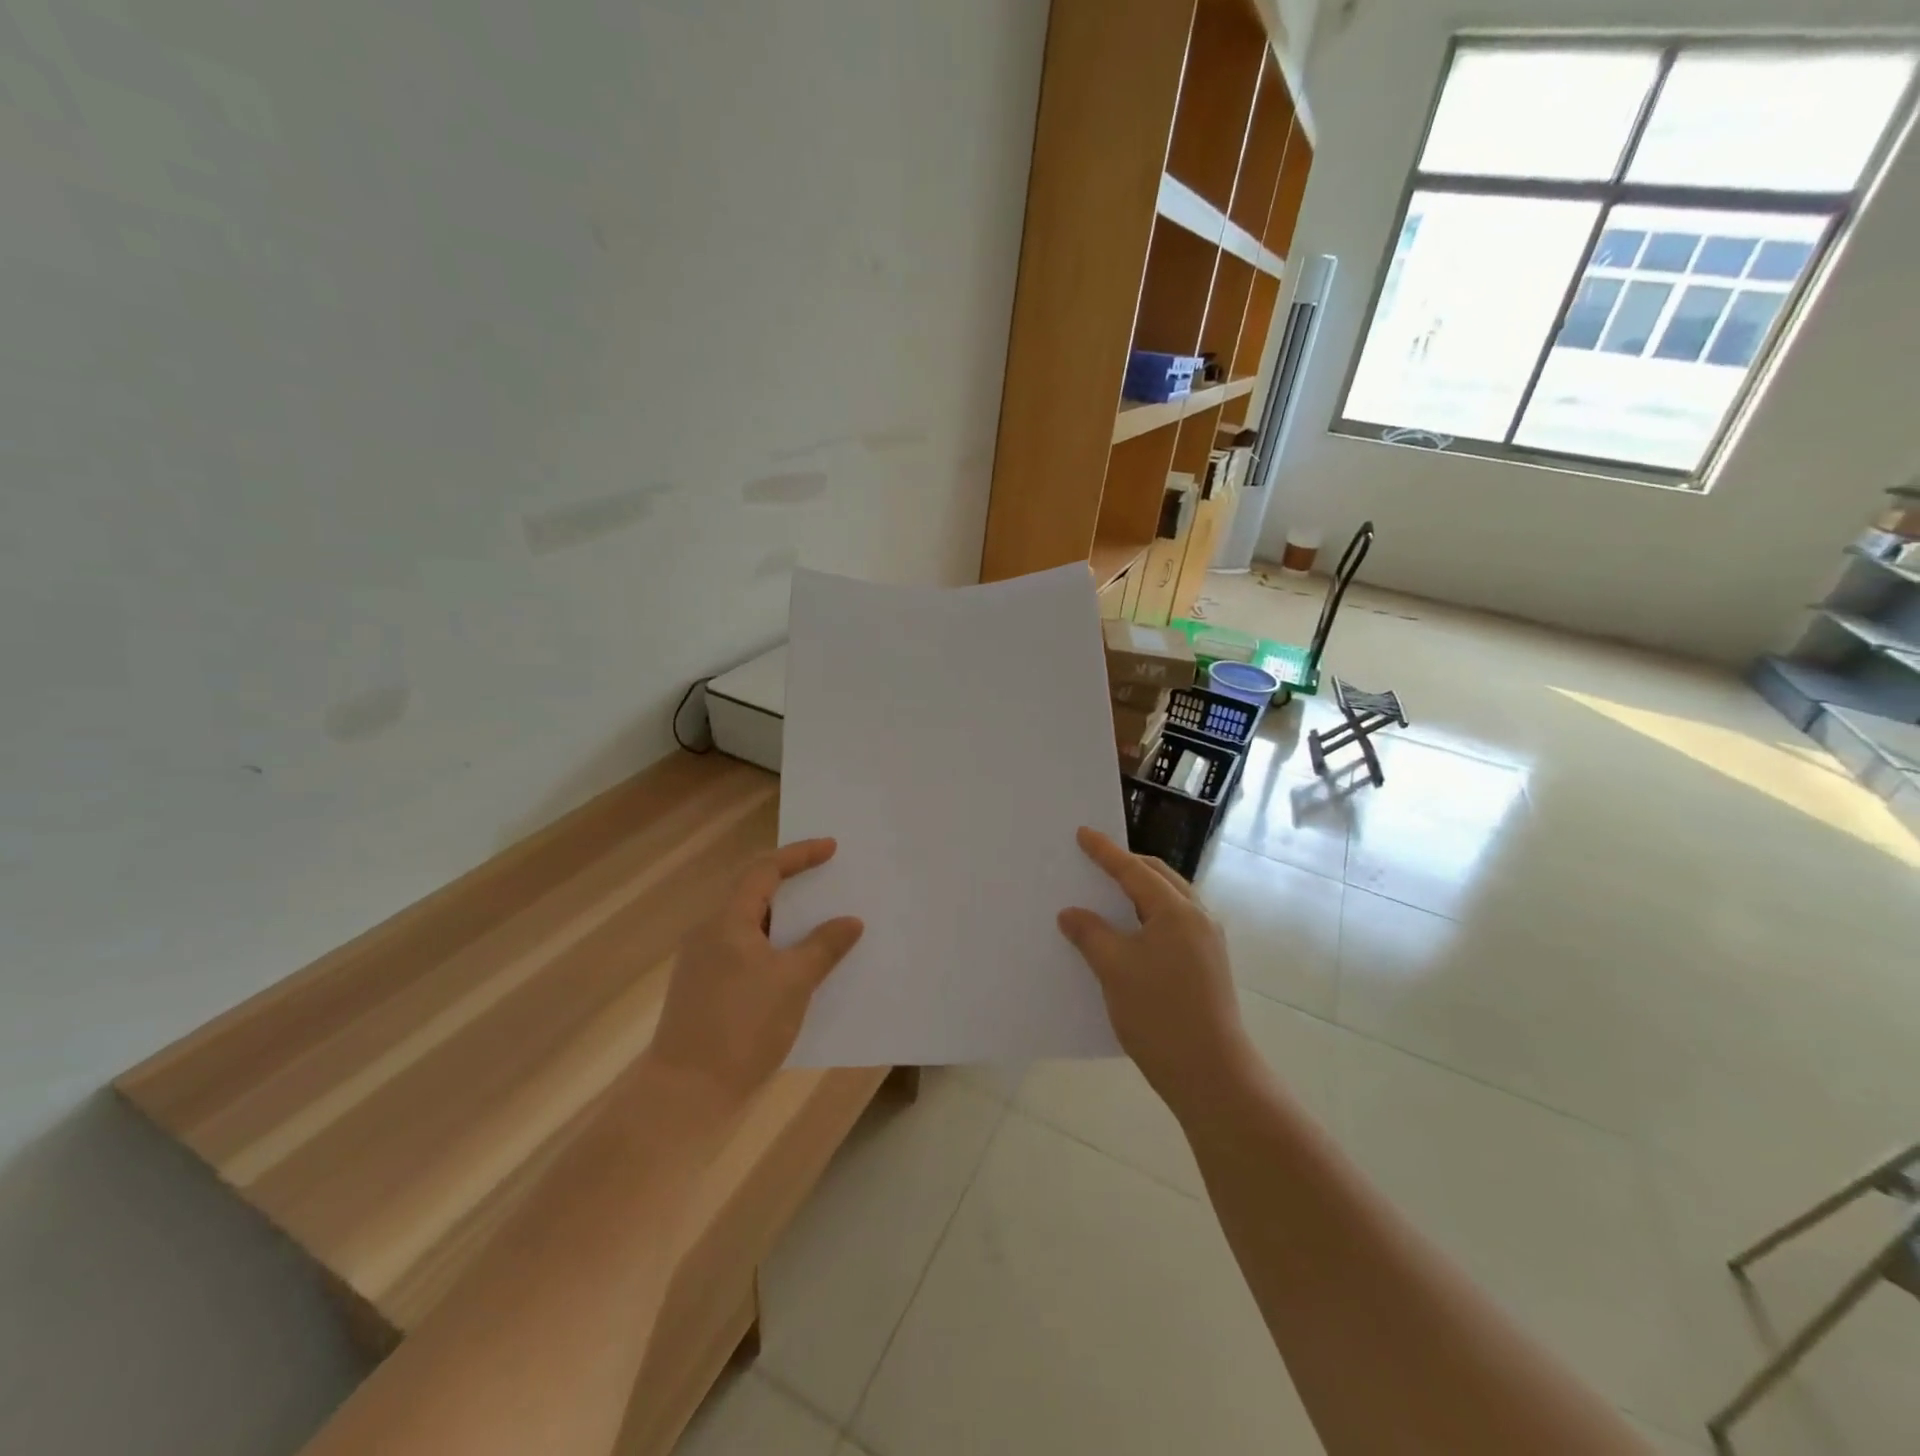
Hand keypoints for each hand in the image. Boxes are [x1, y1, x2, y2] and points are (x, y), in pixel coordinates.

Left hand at [647, 838, 863, 1106]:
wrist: (686, 1095)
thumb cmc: (742, 1027)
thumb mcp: (793, 982)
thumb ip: (823, 946)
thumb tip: (850, 922)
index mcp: (726, 921)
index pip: (764, 870)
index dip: (798, 855)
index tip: (831, 848)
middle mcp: (709, 934)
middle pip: (754, 895)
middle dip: (793, 886)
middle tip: (828, 882)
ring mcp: (703, 964)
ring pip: (751, 927)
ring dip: (786, 922)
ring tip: (822, 924)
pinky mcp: (704, 992)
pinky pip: (746, 954)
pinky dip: (774, 949)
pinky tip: (798, 968)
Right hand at [1057, 828, 1254, 1113]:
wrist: (1211, 1073)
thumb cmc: (1159, 1014)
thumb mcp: (1114, 969)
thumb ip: (1090, 933)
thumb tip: (1071, 914)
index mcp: (1176, 911)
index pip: (1134, 870)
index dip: (1105, 852)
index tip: (1084, 833)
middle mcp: (1198, 918)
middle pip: (1159, 878)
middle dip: (1128, 865)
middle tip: (1097, 860)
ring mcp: (1208, 942)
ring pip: (1170, 901)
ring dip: (1141, 892)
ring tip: (1111, 893)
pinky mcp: (1208, 966)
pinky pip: (1175, 924)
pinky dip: (1150, 916)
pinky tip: (1130, 934)